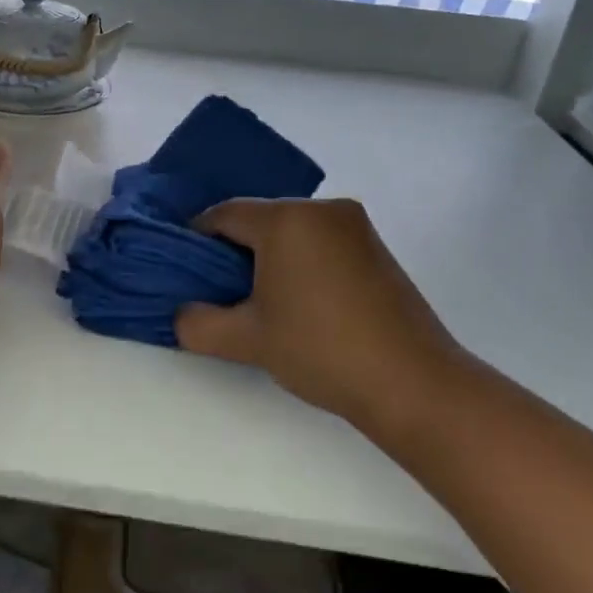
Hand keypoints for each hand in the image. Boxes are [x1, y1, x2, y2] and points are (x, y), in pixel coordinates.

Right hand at [174, 198, 468, 440]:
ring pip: (291, 229)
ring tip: (262, 302)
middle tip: (222, 292)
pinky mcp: (376, 247)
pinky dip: (301, 260)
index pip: (223, 214)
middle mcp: (321, 209)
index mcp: (286, 219)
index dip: (196, 240)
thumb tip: (179, 314)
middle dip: (234, 250)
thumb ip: (197, 323)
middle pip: (259, 218)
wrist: (413, 384)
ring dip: (269, 257)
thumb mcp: (247, 340)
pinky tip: (301, 300)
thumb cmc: (321, 350)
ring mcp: (355, 226)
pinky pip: (320, 240)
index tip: (188, 274)